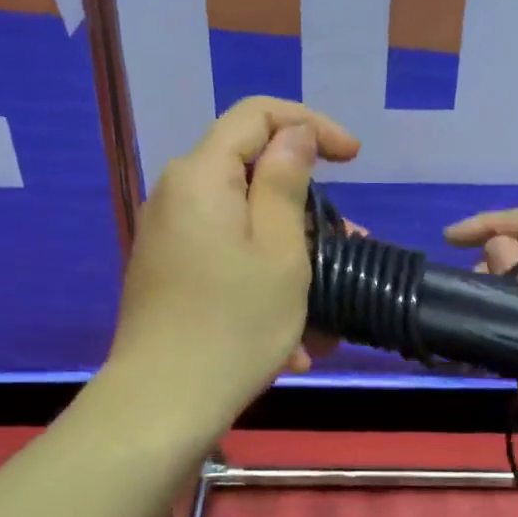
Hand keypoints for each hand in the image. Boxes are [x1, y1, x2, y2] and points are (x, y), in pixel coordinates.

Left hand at [108, 96, 359, 428]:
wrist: (163, 402)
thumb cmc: (235, 323)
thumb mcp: (281, 248)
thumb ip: (286, 179)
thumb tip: (295, 134)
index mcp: (202, 174)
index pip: (258, 114)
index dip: (311, 123)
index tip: (354, 158)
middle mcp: (176, 193)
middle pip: (249, 169)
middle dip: (305, 200)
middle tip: (348, 240)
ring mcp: (168, 233)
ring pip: (243, 218)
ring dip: (291, 248)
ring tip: (326, 297)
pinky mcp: (168, 268)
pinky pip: (225, 252)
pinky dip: (262, 273)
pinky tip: (291, 330)